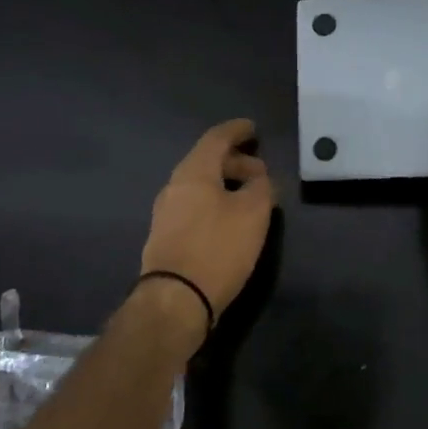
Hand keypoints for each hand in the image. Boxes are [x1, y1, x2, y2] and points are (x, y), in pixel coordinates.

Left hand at [141, 118, 275, 323]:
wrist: (175, 299)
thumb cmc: (217, 248)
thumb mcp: (253, 214)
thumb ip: (261, 188)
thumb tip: (259, 179)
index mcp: (193, 172)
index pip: (216, 138)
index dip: (236, 131)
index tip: (253, 129)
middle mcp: (174, 186)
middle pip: (206, 161)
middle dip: (235, 161)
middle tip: (261, 172)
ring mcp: (166, 212)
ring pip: (200, 185)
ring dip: (225, 184)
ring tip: (250, 197)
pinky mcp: (166, 236)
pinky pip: (194, 205)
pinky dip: (215, 202)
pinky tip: (230, 220)